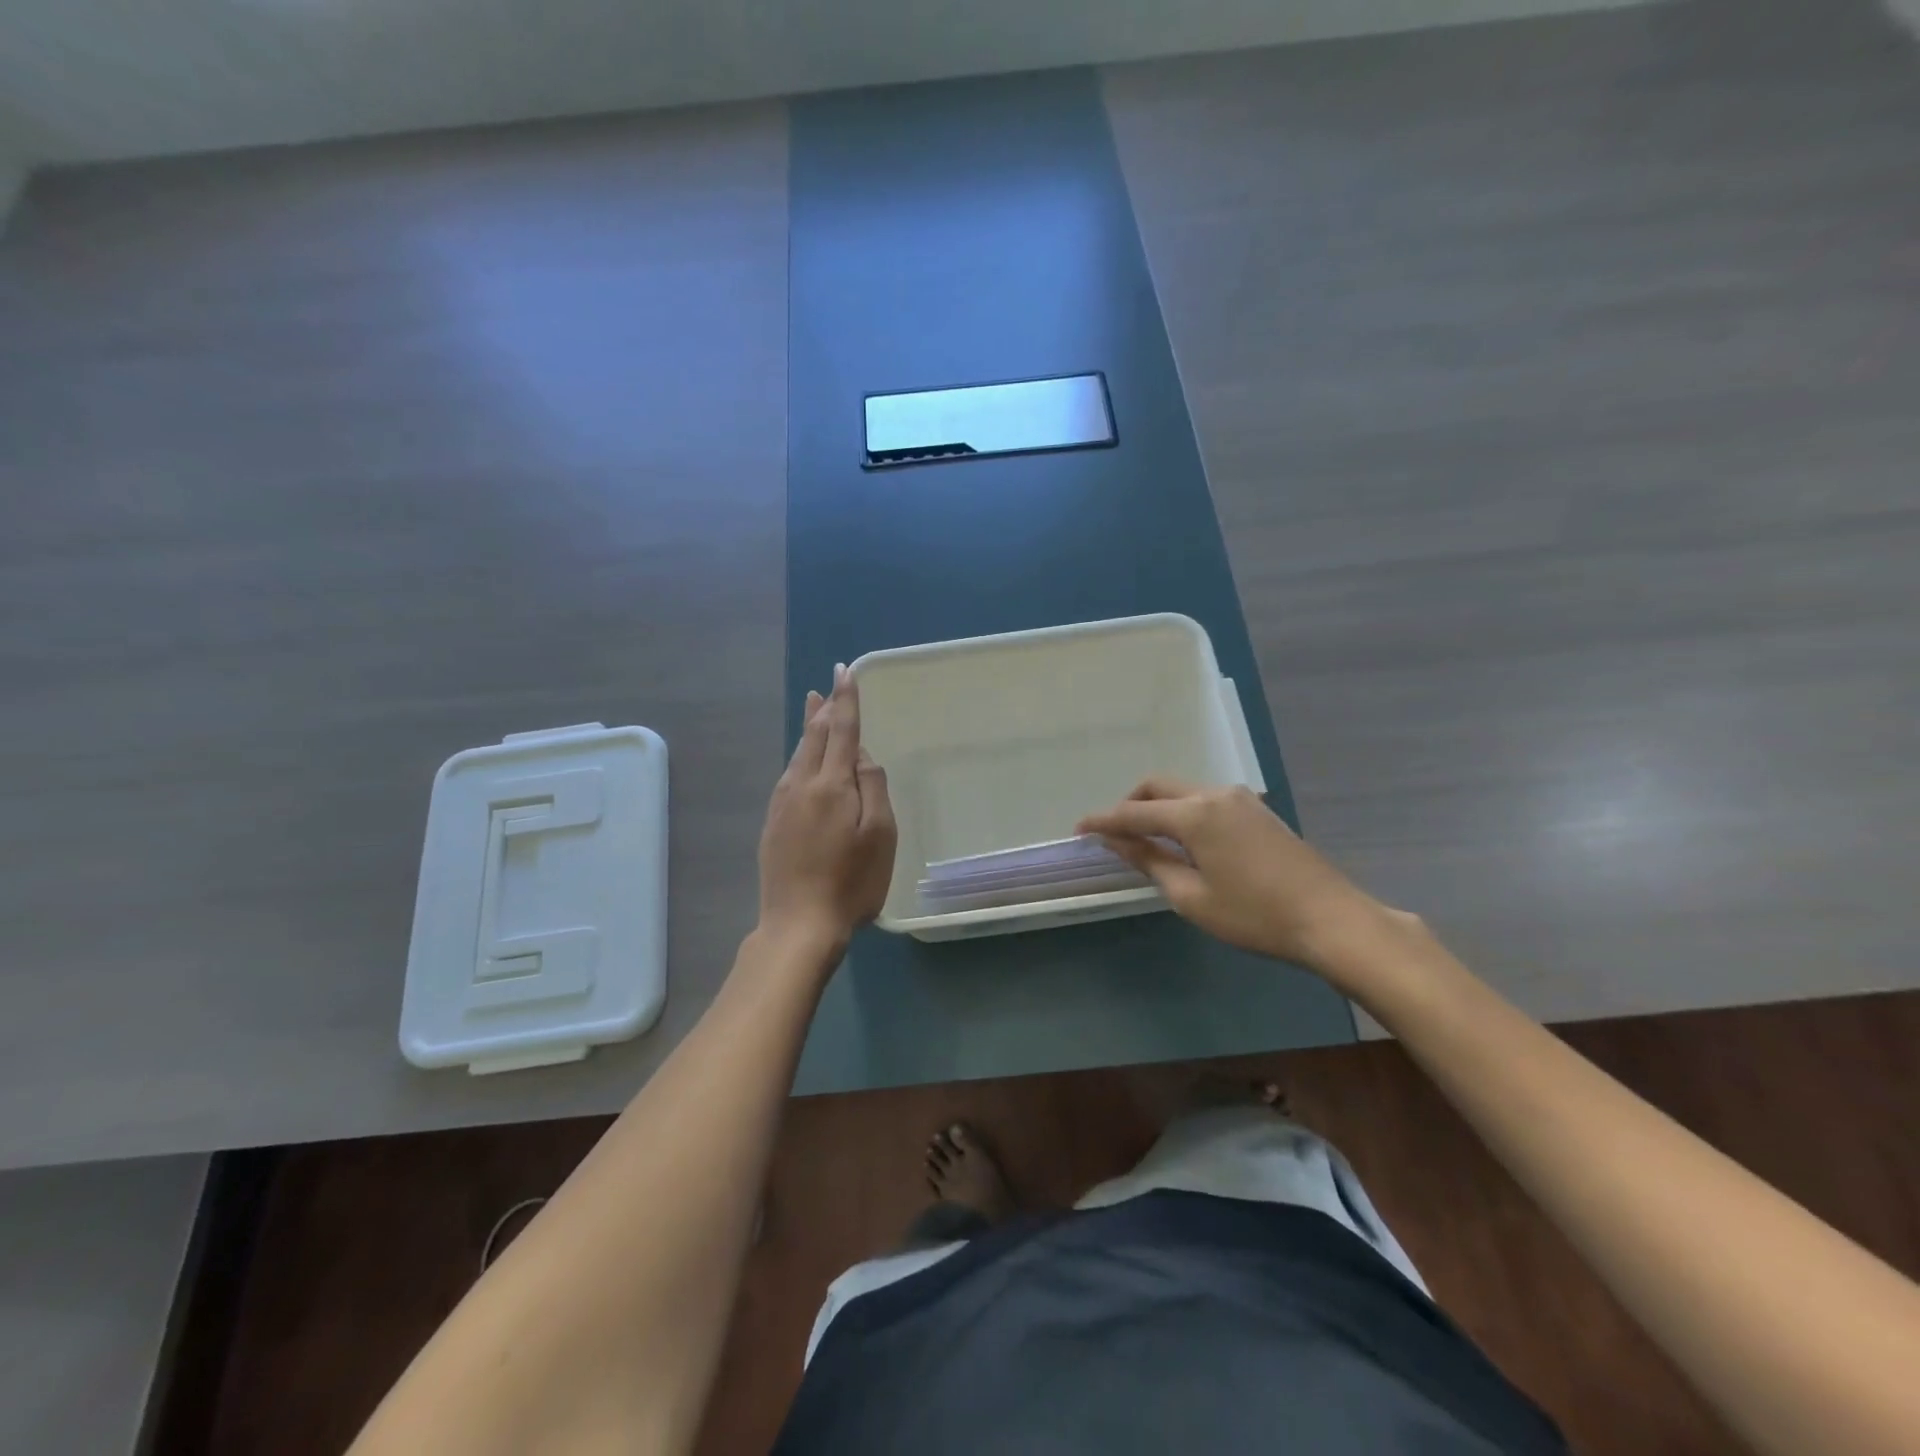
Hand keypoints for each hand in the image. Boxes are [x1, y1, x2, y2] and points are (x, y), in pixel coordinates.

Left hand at [757, 664, 896, 954]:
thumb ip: (873, 786)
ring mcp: (782, 804)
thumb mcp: (880, 835)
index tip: (845, 671)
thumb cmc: (851, 882)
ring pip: (798, 755)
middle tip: (828, 685)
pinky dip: (800, 756)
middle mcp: (801, 785)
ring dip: (809, 729)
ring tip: (815, 710)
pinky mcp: (772, 823)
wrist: (798, 924)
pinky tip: (803, 761)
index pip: (841, 729)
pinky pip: (789, 775)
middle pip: (813, 736)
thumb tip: (860, 755)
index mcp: (832, 784)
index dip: (846, 699)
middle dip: (823, 708)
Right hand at [1077, 777, 1400, 976]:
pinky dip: (1183, 812)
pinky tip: (1184, 841)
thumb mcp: (1192, 897)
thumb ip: (1151, 862)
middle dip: (1129, 804)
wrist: (1331, 919)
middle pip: (1158, 787)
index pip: (1134, 812)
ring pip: (1183, 791)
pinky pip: (1206, 800)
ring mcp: (1241, 799)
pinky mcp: (1258, 811)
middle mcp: (1215, 794)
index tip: (1079, 829)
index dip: (1103, 821)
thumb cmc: (1255, 915)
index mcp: (1195, 814)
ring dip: (1158, 807)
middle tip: (1113, 833)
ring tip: (1146, 840)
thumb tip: (1119, 842)